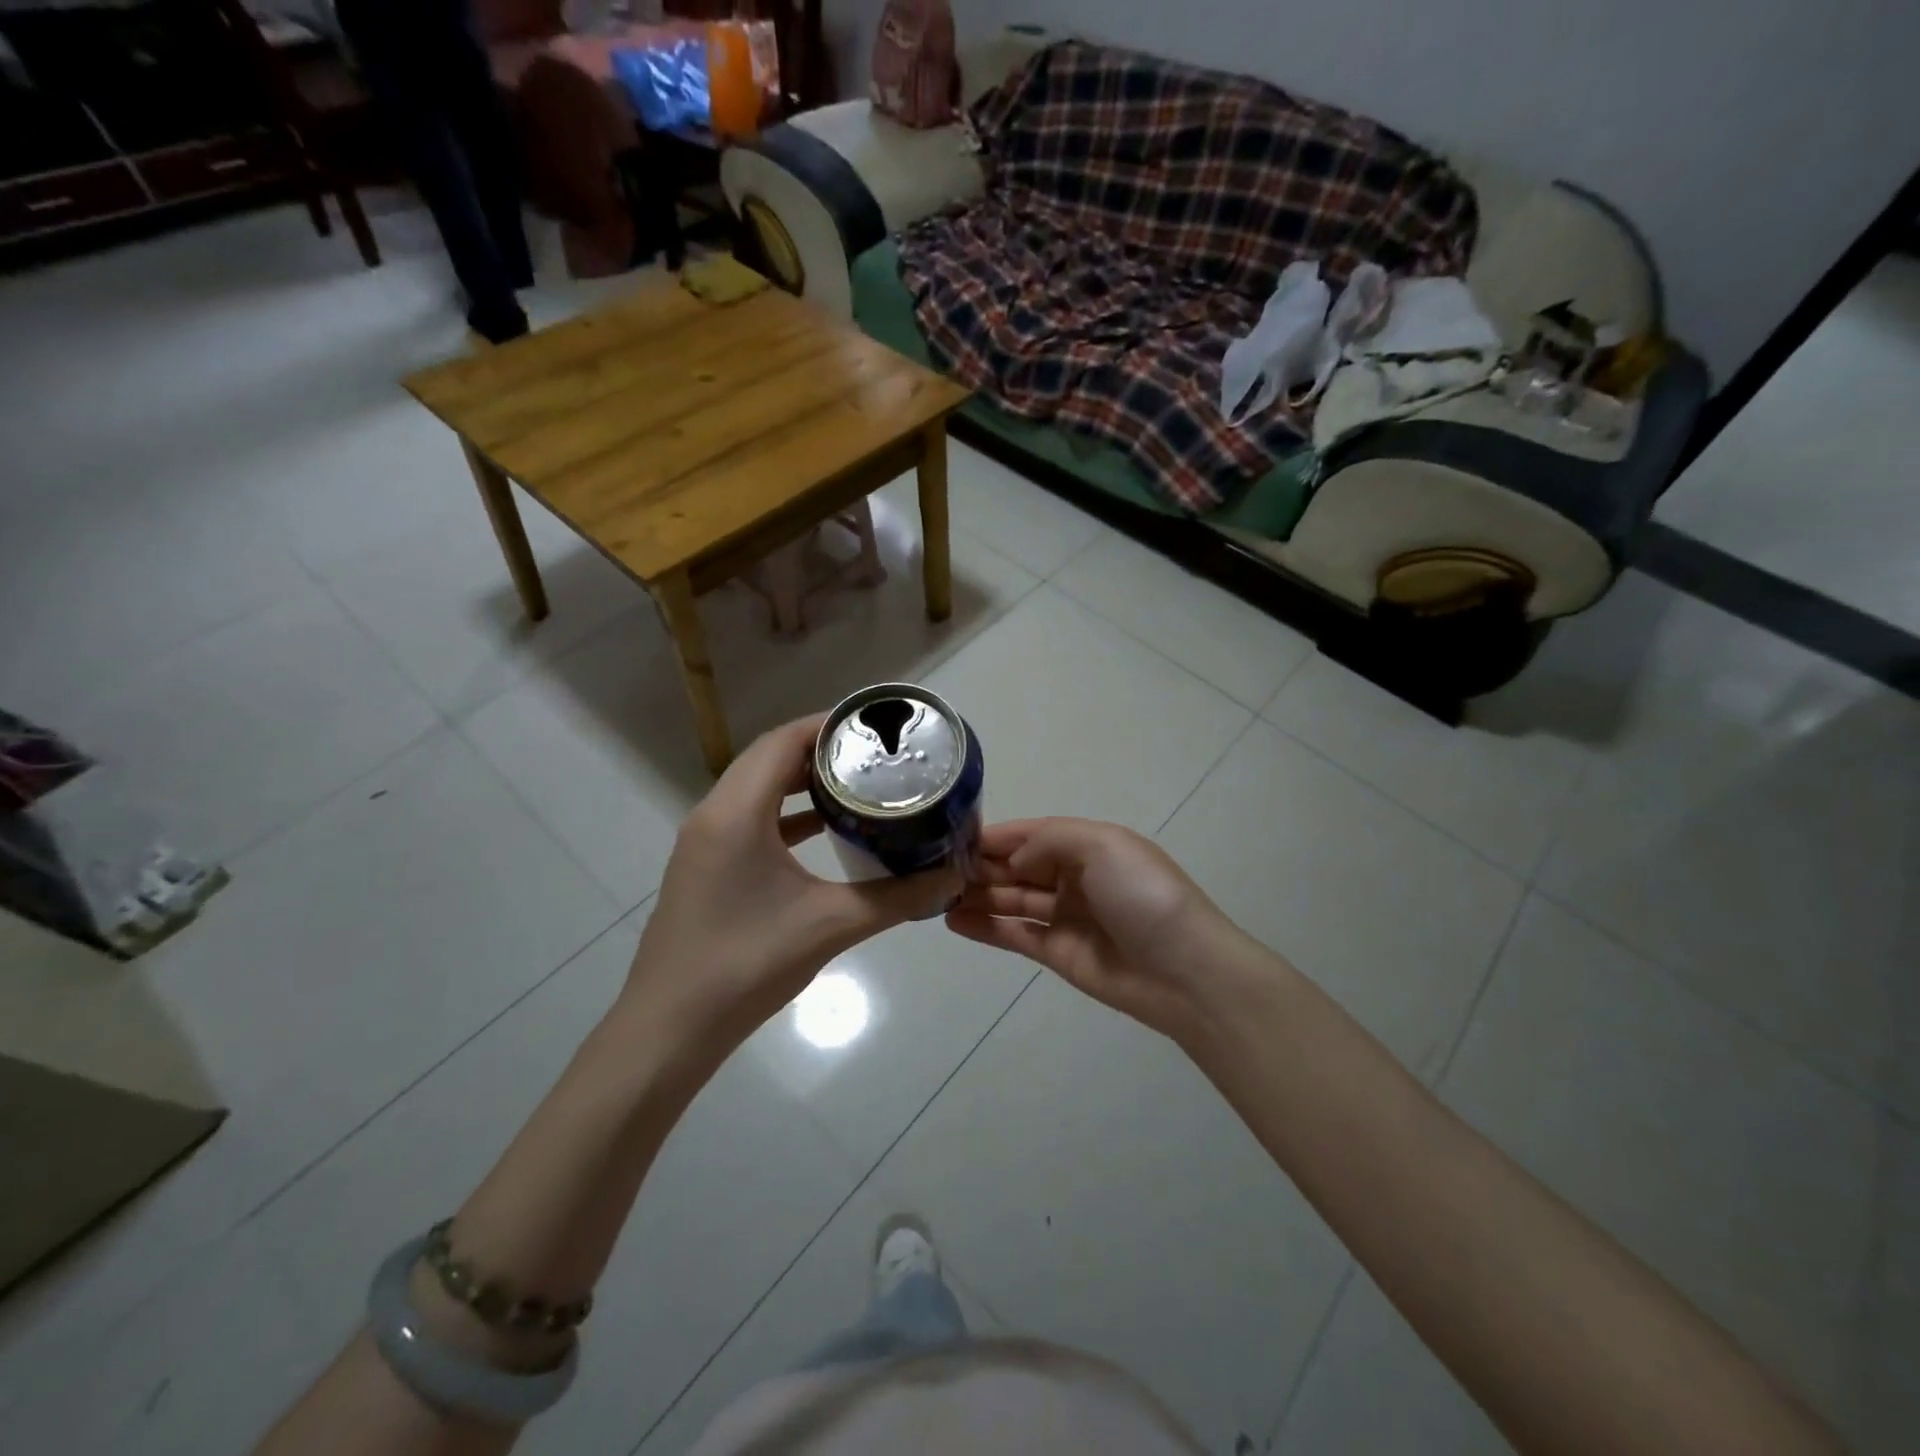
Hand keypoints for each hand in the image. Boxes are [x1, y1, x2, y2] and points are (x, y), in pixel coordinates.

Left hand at [625, 716, 961, 1058]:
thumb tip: (950, 878)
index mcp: (736, 813)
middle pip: (768, 758)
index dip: (827, 725)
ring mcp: (703, 842)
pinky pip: (748, 819)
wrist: (670, 1030)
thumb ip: (897, 897)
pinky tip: (822, 830)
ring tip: (854, 784)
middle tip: (873, 755)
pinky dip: (785, 814)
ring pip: (756, 789)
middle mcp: (713, 815)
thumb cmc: (747, 965)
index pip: (782, 742)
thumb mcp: (830, 925)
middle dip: (820, 751)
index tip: (874, 727)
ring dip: (800, 781)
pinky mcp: (704, 867)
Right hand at [946, 818, 1262, 1042]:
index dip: (996, 835)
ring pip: (1012, 899)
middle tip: (935, 869)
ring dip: (977, 895)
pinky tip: (953, 921)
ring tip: (935, 894)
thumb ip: (1049, 840)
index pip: (1032, 834)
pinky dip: (985, 927)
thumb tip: (1012, 859)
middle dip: (981, 865)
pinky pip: (1014, 935)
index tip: (953, 836)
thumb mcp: (1103, 846)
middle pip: (1018, 866)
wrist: (1184, 971)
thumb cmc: (1143, 895)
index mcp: (1088, 845)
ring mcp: (1064, 916)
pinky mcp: (1057, 954)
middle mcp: (1074, 877)